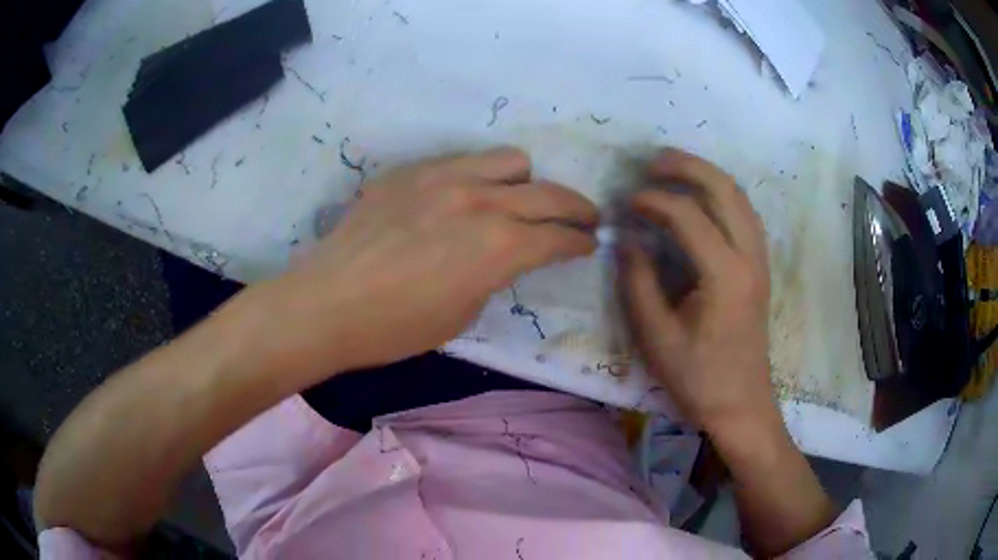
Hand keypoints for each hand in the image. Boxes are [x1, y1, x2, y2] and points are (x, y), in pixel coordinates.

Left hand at [258, 148, 597, 376]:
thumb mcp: (463, 313)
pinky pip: (462, 161)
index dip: (580, 242)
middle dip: (576, 208)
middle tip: (583, 218)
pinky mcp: (411, 170)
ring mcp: (443, 177)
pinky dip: (478, 178)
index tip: (588, 243)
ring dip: (524, 183)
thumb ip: (495, 273)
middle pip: (550, 193)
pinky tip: (461, 199)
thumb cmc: (395, 327)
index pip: (559, 237)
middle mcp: (480, 201)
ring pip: (510, 160)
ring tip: (516, 201)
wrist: (327, 302)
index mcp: (497, 247)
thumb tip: (504, 253)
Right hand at [617, 148, 772, 432]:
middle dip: (687, 166)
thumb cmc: (698, 378)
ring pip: (739, 196)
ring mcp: (760, 259)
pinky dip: (720, 194)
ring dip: (706, 175)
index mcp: (725, 275)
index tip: (625, 203)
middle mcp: (750, 257)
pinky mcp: (760, 266)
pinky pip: (744, 213)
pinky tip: (699, 199)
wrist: (741, 404)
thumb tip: (627, 239)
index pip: (688, 216)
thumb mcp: (657, 336)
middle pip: (724, 189)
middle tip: (651, 162)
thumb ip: (638, 282)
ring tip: (672, 169)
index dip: (653, 201)